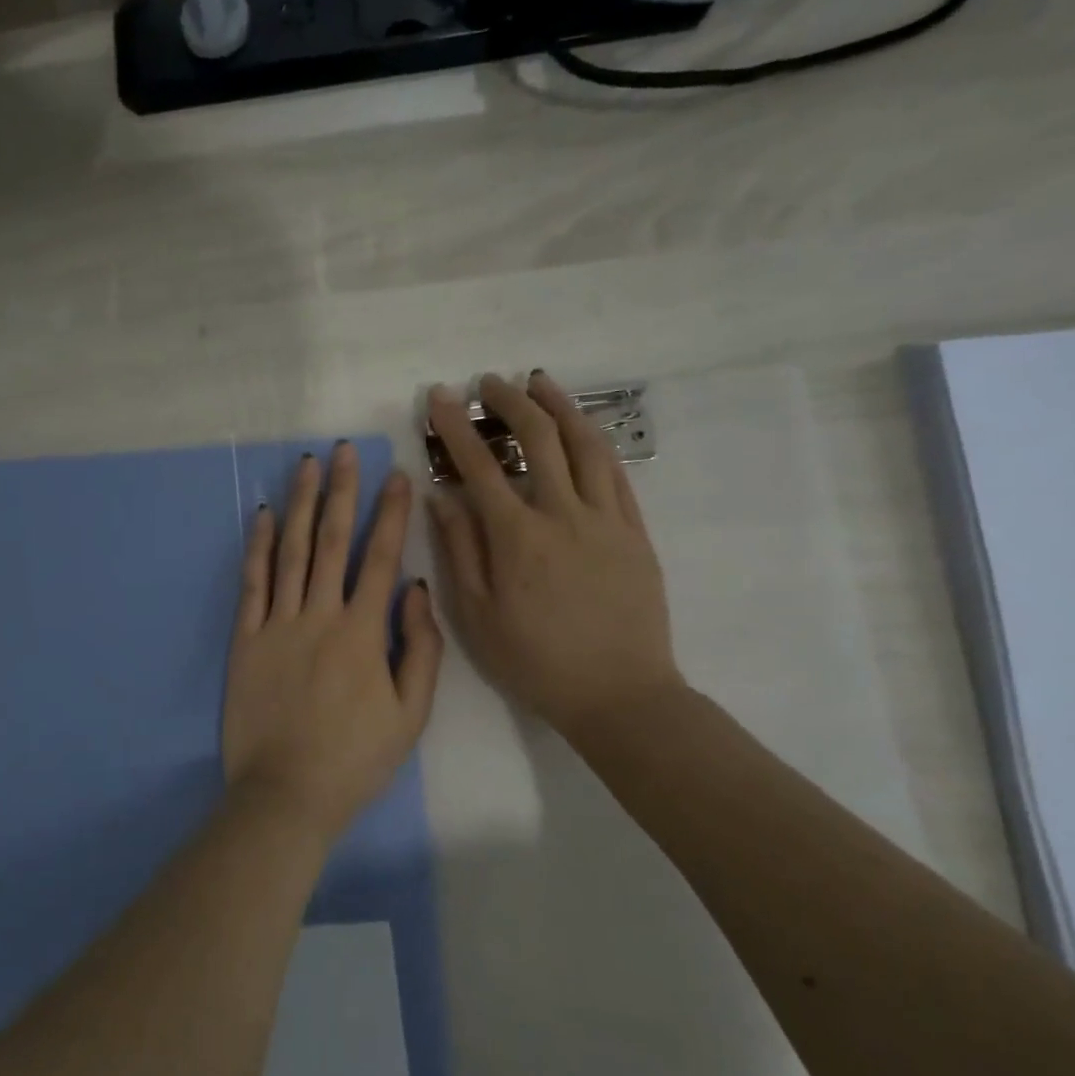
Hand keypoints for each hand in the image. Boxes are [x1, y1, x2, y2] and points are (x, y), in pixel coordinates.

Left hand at [222, 444, 443, 844]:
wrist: (286, 794)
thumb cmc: (355, 758)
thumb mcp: (410, 714)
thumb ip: (420, 648)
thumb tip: (417, 590)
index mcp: (363, 632)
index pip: (380, 558)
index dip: (390, 514)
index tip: (396, 476)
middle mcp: (319, 615)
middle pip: (330, 541)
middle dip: (340, 491)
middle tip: (343, 450)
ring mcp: (277, 625)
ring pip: (288, 551)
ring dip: (298, 504)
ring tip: (305, 465)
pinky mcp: (245, 640)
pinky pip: (251, 583)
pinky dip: (255, 547)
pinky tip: (259, 515)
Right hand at [426, 373, 684, 738]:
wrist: (619, 694)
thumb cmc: (534, 661)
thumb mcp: (477, 616)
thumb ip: (459, 550)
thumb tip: (441, 497)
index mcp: (517, 538)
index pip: (480, 466)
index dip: (455, 427)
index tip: (439, 397)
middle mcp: (563, 515)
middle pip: (537, 440)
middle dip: (508, 402)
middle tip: (487, 381)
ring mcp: (606, 520)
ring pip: (584, 445)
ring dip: (559, 407)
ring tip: (539, 383)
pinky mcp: (635, 532)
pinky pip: (616, 473)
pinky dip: (594, 441)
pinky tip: (581, 429)